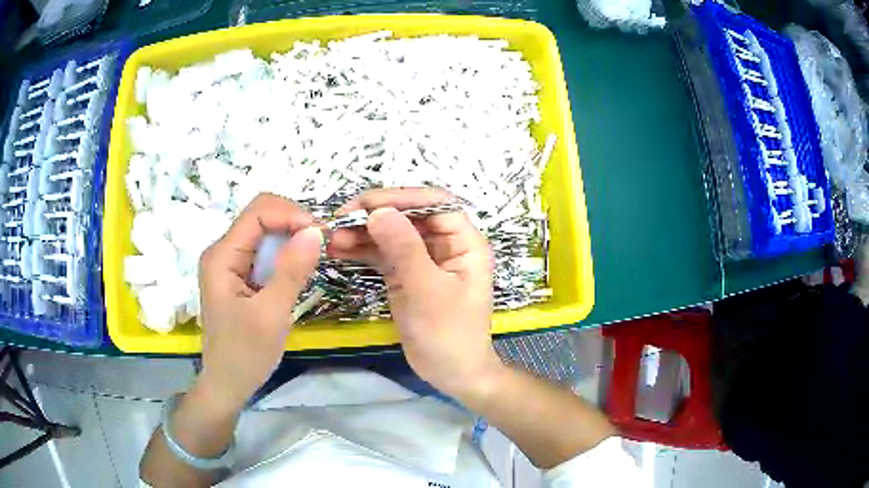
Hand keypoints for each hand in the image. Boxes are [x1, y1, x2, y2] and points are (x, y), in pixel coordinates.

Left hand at [195, 193, 322, 413]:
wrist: (228, 385)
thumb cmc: (245, 355)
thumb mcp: (271, 315)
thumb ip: (291, 271)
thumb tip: (316, 231)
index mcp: (221, 257)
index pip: (258, 213)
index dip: (291, 214)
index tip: (321, 235)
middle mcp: (222, 252)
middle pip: (260, 217)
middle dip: (293, 223)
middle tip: (322, 245)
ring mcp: (229, 264)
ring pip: (264, 233)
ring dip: (291, 238)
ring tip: (315, 257)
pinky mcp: (238, 276)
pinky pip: (263, 252)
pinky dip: (285, 254)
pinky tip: (298, 269)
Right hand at [329, 188, 504, 399]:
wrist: (452, 373)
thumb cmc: (449, 333)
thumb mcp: (428, 290)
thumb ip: (404, 249)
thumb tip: (378, 211)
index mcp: (464, 242)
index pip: (435, 204)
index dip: (402, 198)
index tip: (367, 204)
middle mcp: (445, 244)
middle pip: (409, 216)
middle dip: (375, 215)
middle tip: (340, 220)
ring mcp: (423, 260)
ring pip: (392, 234)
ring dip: (363, 233)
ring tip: (331, 237)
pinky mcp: (406, 275)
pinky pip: (383, 255)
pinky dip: (362, 251)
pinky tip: (338, 250)